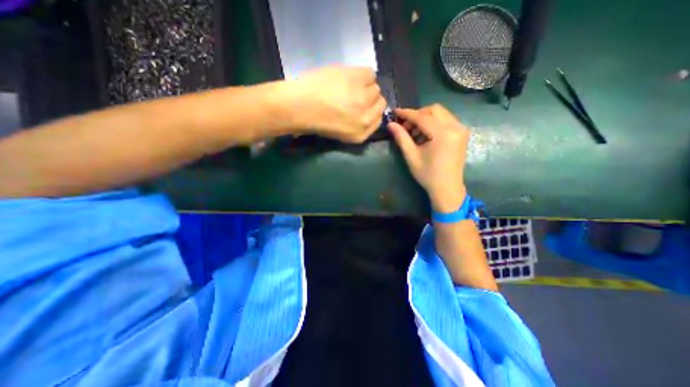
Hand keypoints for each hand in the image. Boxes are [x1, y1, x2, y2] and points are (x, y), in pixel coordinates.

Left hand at [290, 65, 387, 143]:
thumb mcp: (341, 133)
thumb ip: (357, 125)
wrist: (300, 106)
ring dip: (365, 86)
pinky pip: (370, 74)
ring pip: (376, 88)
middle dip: (369, 99)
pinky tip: (349, 77)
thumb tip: (365, 111)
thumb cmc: (315, 121)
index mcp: (361, 134)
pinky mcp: (358, 79)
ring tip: (349, 86)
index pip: (378, 120)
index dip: (371, 111)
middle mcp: (367, 119)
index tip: (363, 106)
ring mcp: (364, 99)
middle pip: (380, 103)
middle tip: (354, 95)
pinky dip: (362, 74)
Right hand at [387, 105, 469, 211]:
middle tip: (405, 127)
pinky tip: (425, 135)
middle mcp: (455, 127)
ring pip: (440, 113)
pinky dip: (433, 123)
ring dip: (425, 118)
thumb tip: (390, 124)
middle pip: (433, 110)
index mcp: (443, 134)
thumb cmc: (427, 175)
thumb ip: (401, 138)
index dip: (407, 114)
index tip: (394, 112)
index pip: (422, 117)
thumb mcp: (411, 156)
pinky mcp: (462, 133)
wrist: (447, 188)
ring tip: (414, 133)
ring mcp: (461, 129)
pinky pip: (446, 120)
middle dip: (417, 115)